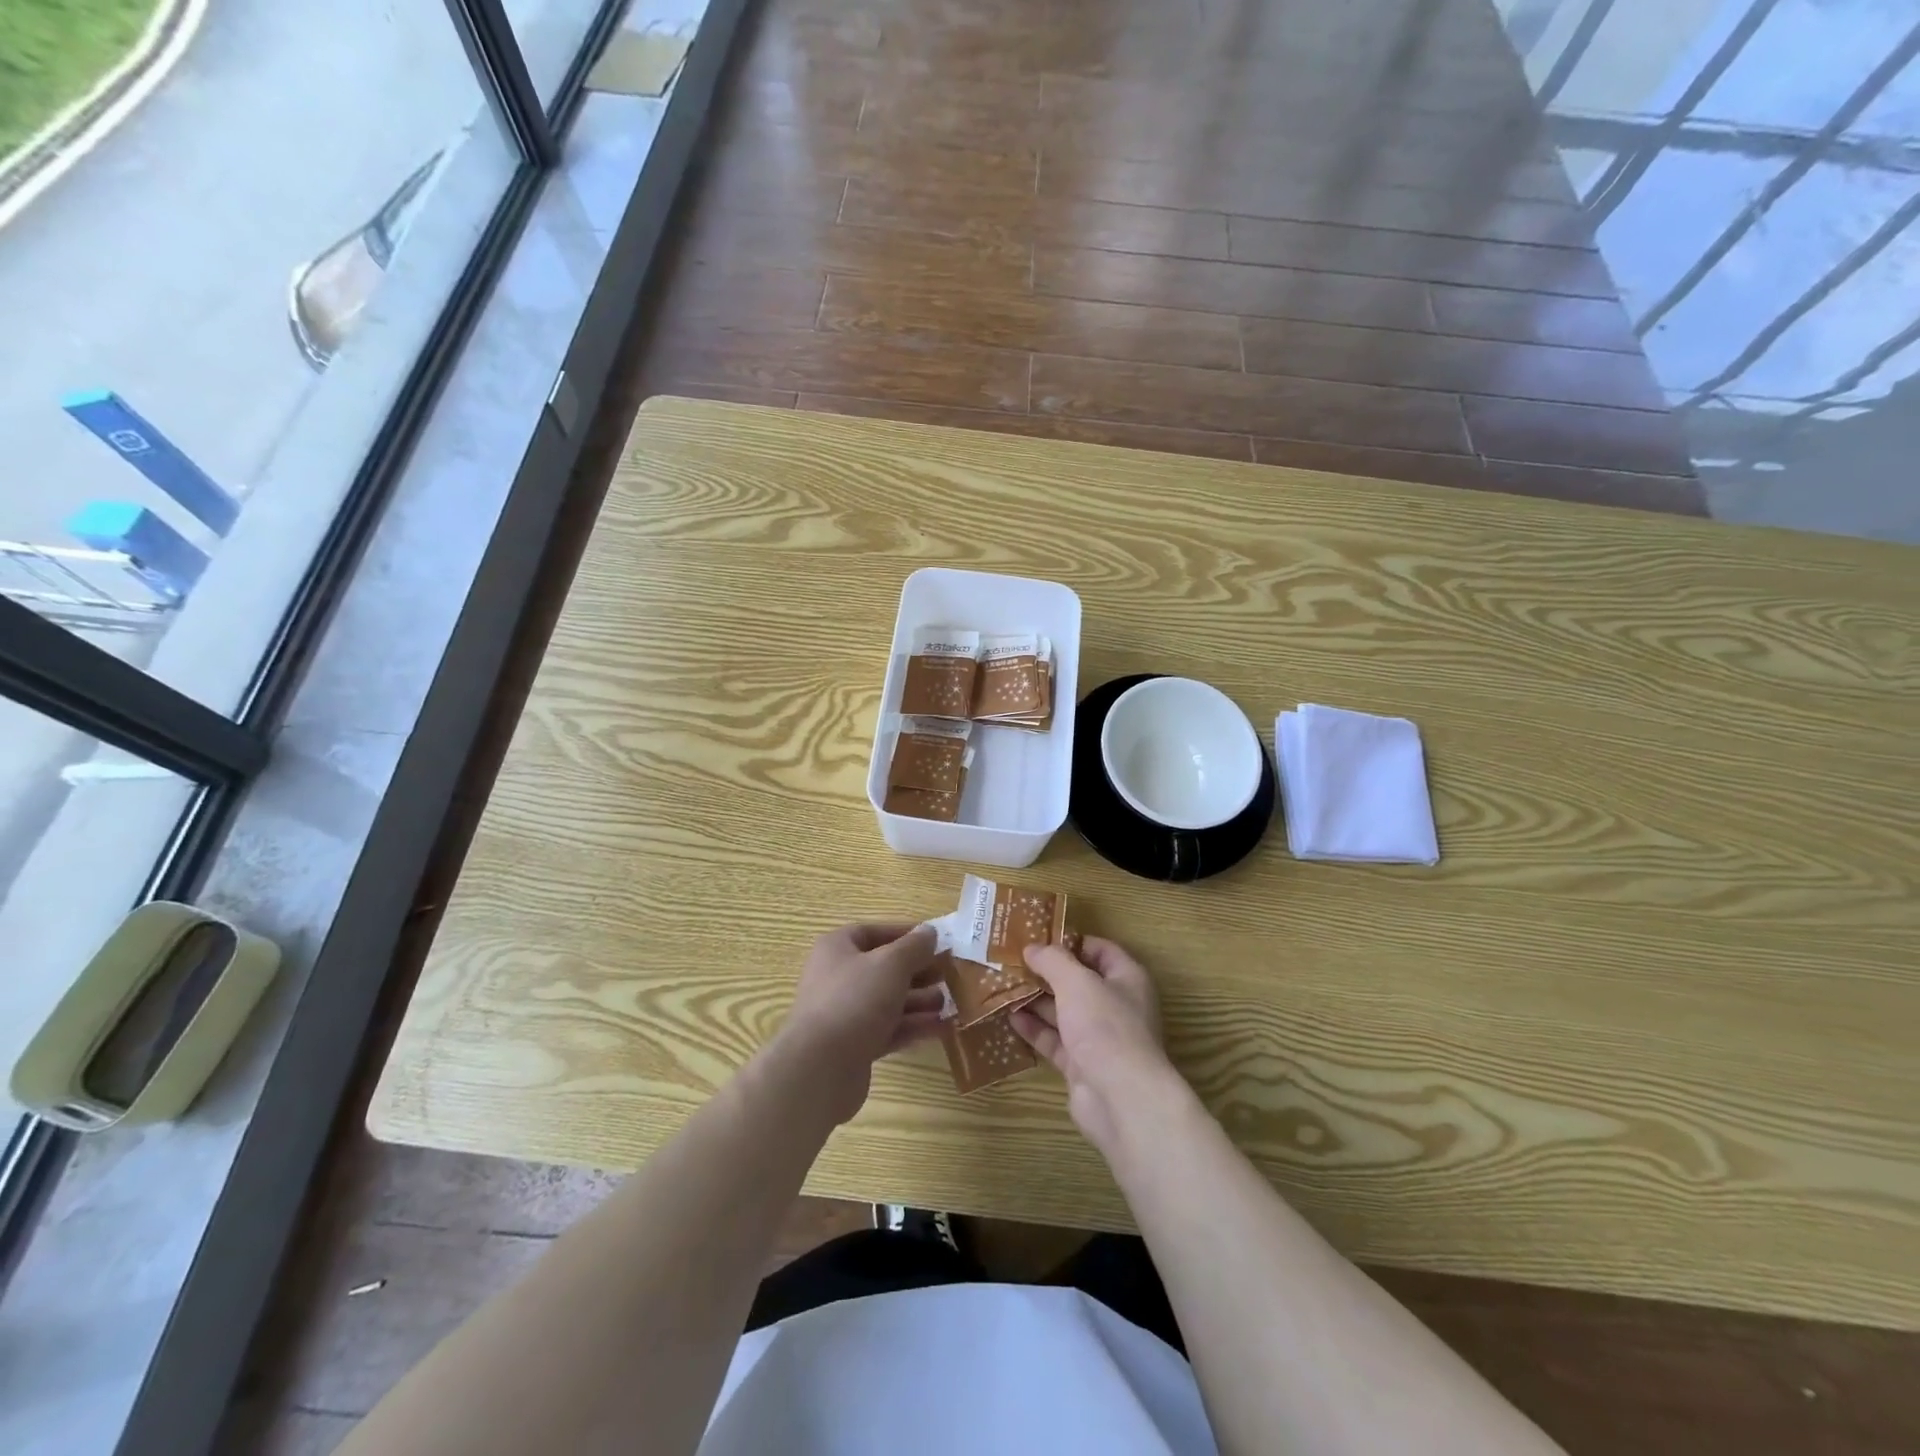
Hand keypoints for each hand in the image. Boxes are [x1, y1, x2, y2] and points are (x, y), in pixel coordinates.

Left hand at [772, 922, 946, 1123]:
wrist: (820, 1068)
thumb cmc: (855, 1000)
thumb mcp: (891, 964)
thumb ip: (913, 947)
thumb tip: (929, 932)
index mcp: (838, 949)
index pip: (874, 932)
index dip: (905, 933)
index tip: (936, 940)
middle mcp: (838, 977)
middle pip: (884, 968)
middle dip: (918, 971)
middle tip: (950, 973)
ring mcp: (845, 1014)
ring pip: (888, 1001)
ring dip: (920, 1001)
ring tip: (950, 1002)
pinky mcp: (854, 1046)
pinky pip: (888, 1029)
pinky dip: (913, 1027)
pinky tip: (942, 1028)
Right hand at [1011, 936, 1177, 1154]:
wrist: (1121, 1099)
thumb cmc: (1105, 1027)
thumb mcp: (1076, 982)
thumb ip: (1053, 961)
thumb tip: (1033, 948)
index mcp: (1127, 979)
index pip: (1100, 950)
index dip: (1071, 942)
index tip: (1039, 938)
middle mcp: (1116, 1006)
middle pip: (1079, 982)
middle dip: (1048, 973)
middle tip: (1014, 961)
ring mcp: (1099, 1038)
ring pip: (1064, 1012)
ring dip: (1037, 1000)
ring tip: (1005, 986)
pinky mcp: (1082, 1065)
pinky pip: (1055, 1041)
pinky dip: (1035, 1029)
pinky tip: (1010, 1017)